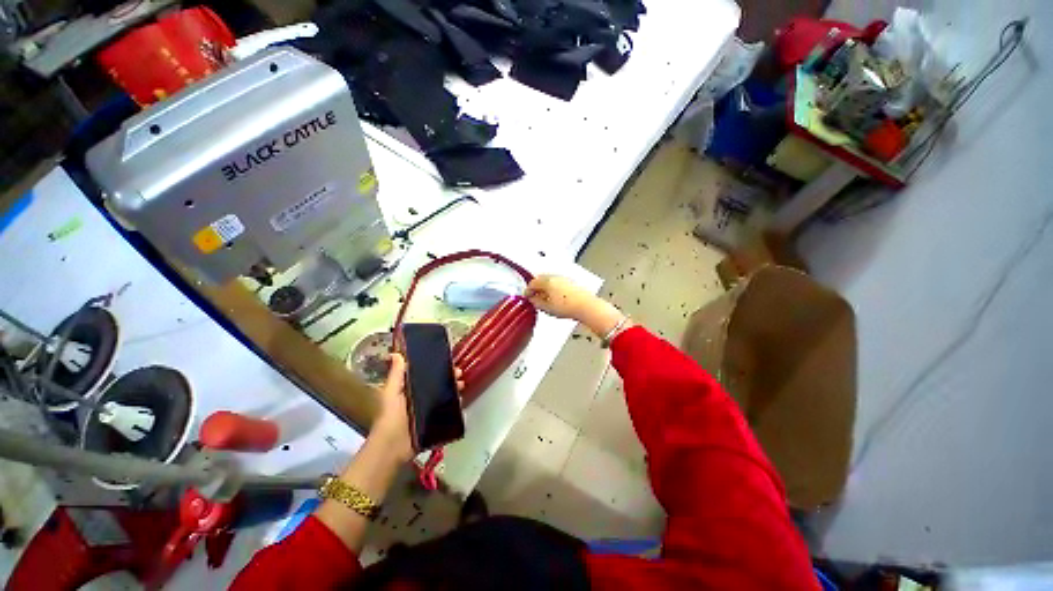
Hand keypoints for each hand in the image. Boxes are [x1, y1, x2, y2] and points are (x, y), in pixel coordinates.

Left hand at [371, 353, 463, 462]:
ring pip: (445, 395)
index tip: (447, 360)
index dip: (436, 366)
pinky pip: (448, 409)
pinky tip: (461, 399)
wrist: (394, 446)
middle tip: (459, 372)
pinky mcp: (436, 421)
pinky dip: (455, 403)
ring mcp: (429, 409)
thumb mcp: (391, 392)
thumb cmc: (391, 416)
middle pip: (438, 383)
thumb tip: (396, 353)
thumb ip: (396, 374)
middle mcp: (421, 397)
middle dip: (449, 376)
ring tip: (461, 384)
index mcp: (409, 389)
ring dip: (454, 388)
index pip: (425, 374)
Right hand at [525, 275, 628, 338]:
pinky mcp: (572, 283)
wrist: (586, 306)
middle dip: (536, 287)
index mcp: (547, 281)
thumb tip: (533, 300)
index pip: (532, 283)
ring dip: (545, 287)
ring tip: (545, 299)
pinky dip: (554, 288)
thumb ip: (536, 303)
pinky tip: (556, 298)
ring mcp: (565, 279)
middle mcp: (556, 277)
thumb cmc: (569, 306)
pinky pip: (559, 283)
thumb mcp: (546, 308)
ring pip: (550, 280)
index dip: (528, 291)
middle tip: (534, 296)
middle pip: (541, 279)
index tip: (527, 296)